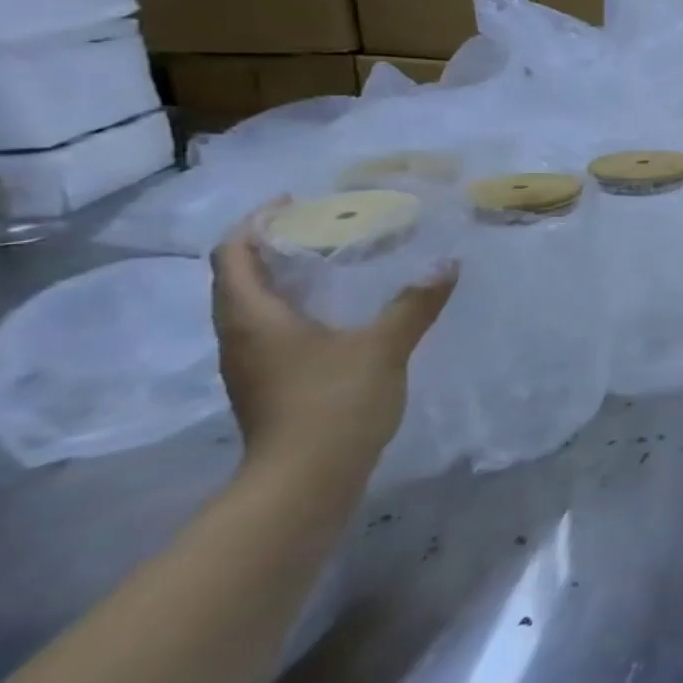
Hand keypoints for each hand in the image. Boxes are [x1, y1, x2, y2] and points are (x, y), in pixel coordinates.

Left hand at [209, 203, 456, 482]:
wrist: (305, 481)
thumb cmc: (334, 402)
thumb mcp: (384, 346)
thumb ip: (414, 303)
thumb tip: (448, 264)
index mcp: (254, 317)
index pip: (234, 255)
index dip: (256, 222)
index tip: (293, 201)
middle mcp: (240, 336)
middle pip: (238, 278)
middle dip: (271, 247)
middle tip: (321, 227)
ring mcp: (252, 365)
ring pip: (254, 306)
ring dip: (282, 278)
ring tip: (331, 262)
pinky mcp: (269, 385)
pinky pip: (271, 330)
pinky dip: (295, 307)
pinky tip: (336, 312)